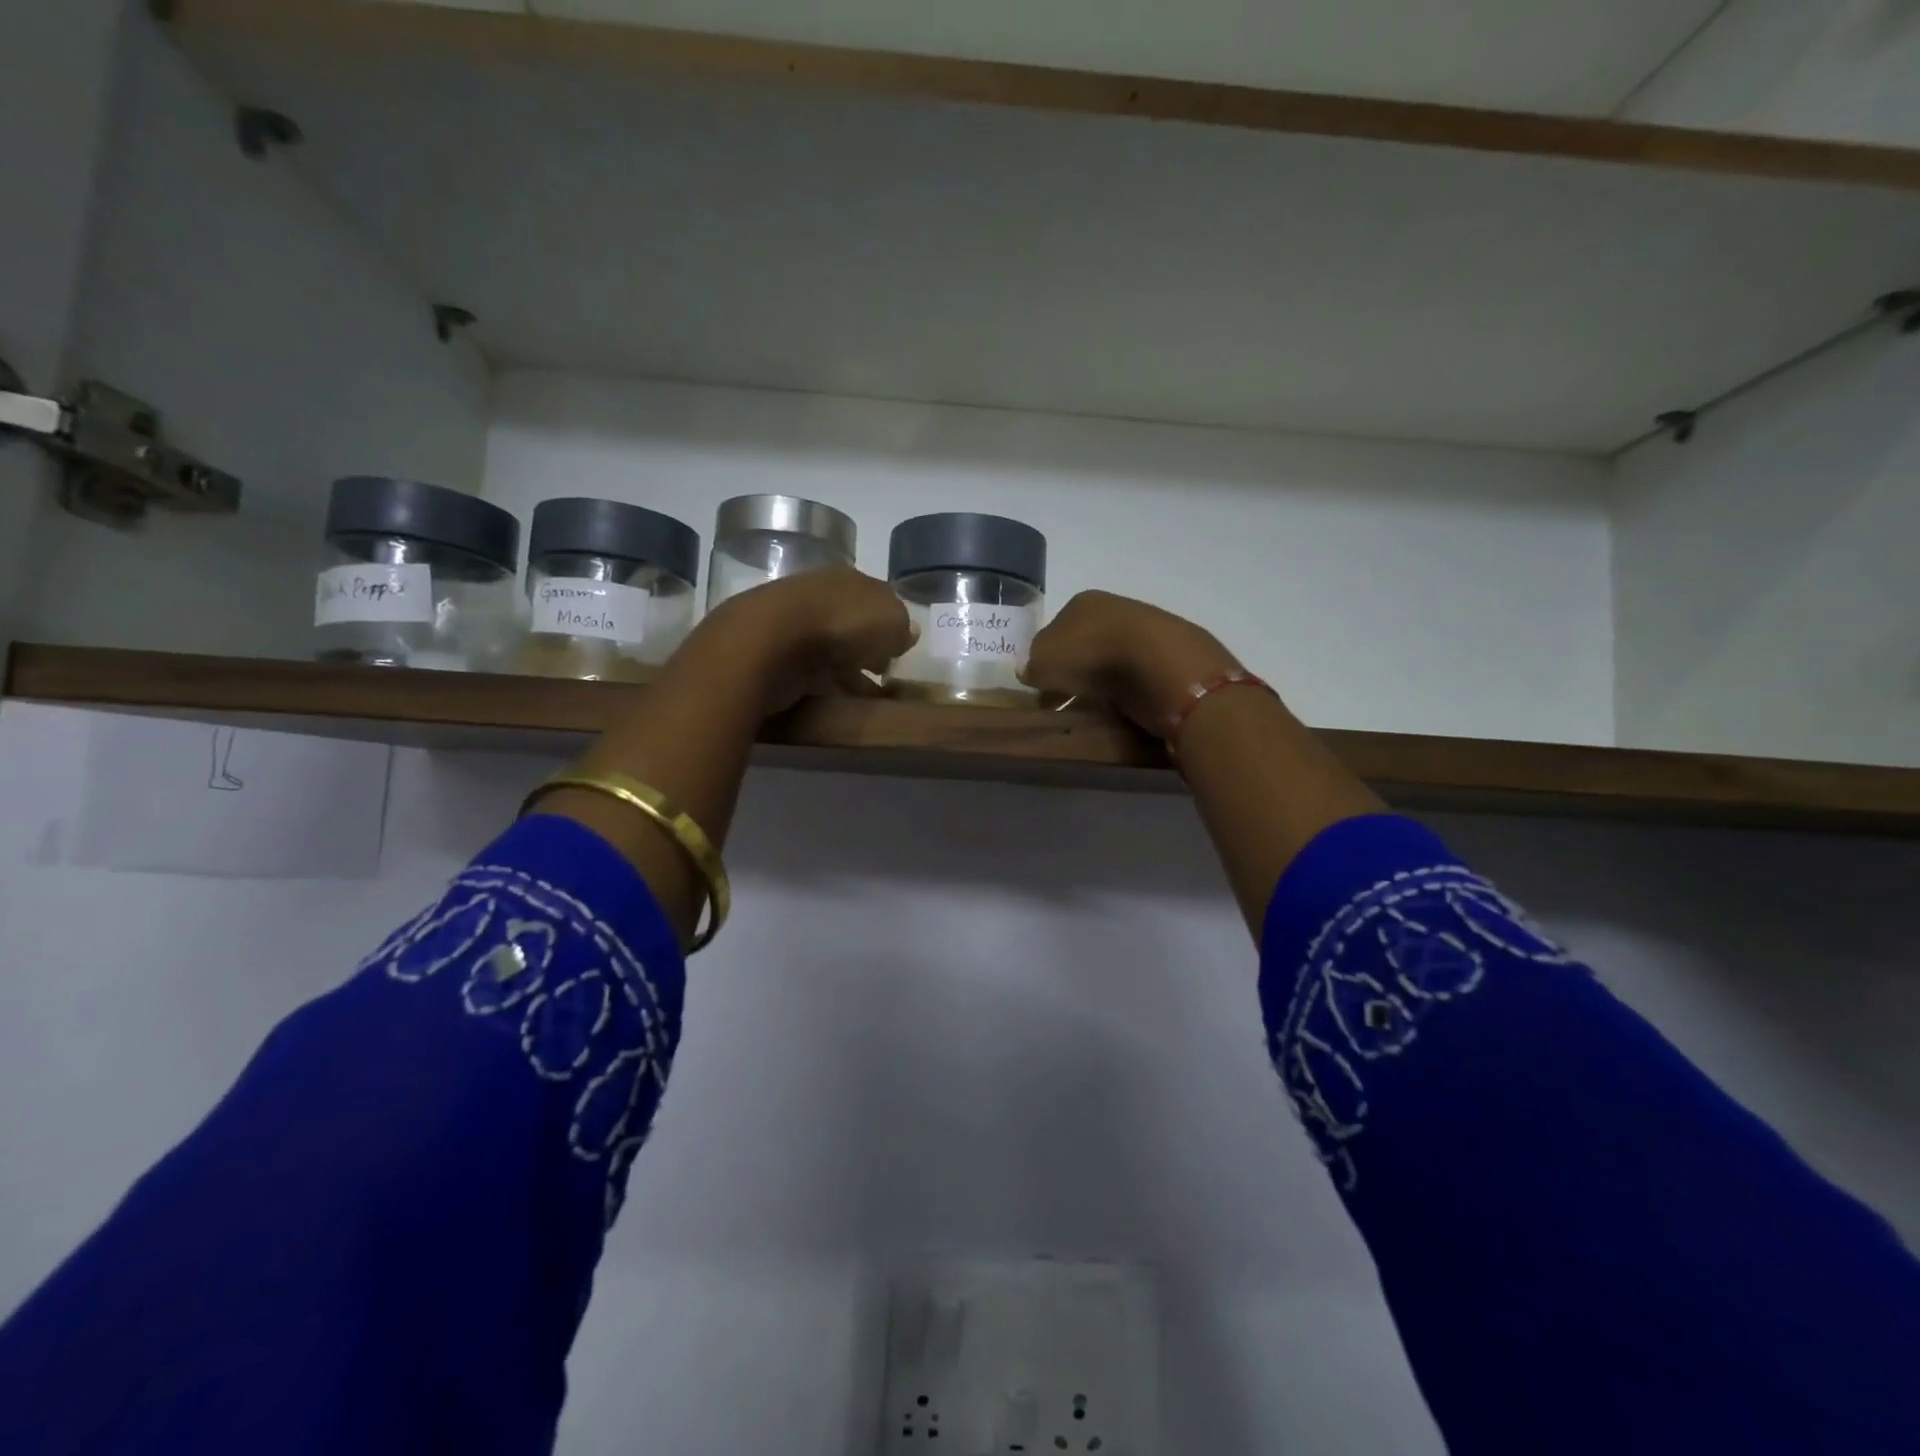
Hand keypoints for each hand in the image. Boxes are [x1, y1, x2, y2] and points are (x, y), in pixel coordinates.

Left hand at [684, 566, 915, 716]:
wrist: (772, 642)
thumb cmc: (843, 623)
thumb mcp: (893, 621)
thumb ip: (902, 627)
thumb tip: (904, 633)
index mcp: (848, 578)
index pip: (876, 597)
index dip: (891, 623)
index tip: (900, 649)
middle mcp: (821, 595)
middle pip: (853, 622)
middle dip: (869, 646)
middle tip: (885, 673)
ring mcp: (795, 625)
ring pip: (833, 649)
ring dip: (850, 670)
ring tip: (868, 697)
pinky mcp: (778, 656)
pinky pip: (813, 673)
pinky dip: (828, 686)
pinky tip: (842, 703)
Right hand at [1020, 590, 1244, 735]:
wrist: (1159, 664)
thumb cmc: (1091, 655)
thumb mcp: (1043, 662)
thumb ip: (1031, 666)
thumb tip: (1029, 670)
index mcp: (1082, 602)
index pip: (1055, 628)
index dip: (1046, 657)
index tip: (1042, 685)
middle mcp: (1115, 609)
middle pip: (1086, 644)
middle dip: (1076, 670)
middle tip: (1065, 701)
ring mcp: (1147, 631)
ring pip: (1114, 660)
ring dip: (1103, 682)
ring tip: (1093, 710)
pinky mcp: (1170, 657)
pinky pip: (1138, 677)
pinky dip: (1129, 691)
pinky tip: (1122, 708)